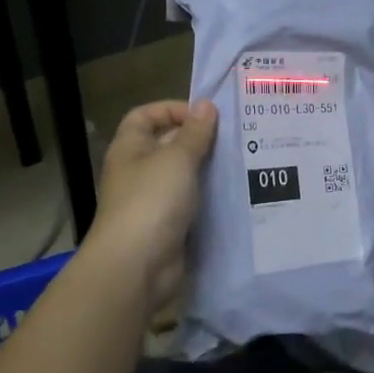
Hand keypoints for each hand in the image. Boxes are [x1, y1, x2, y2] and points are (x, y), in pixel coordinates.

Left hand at [87, 99, 217, 313]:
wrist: (137, 267)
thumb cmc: (151, 201)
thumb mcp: (176, 159)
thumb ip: (194, 132)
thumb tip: (206, 105)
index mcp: (130, 148)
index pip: (145, 116)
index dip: (172, 109)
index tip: (205, 115)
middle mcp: (138, 171)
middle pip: (167, 144)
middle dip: (198, 139)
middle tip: (237, 136)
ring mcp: (153, 200)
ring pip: (184, 175)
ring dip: (208, 169)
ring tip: (243, 161)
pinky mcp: (169, 226)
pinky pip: (192, 203)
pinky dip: (210, 197)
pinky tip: (236, 192)